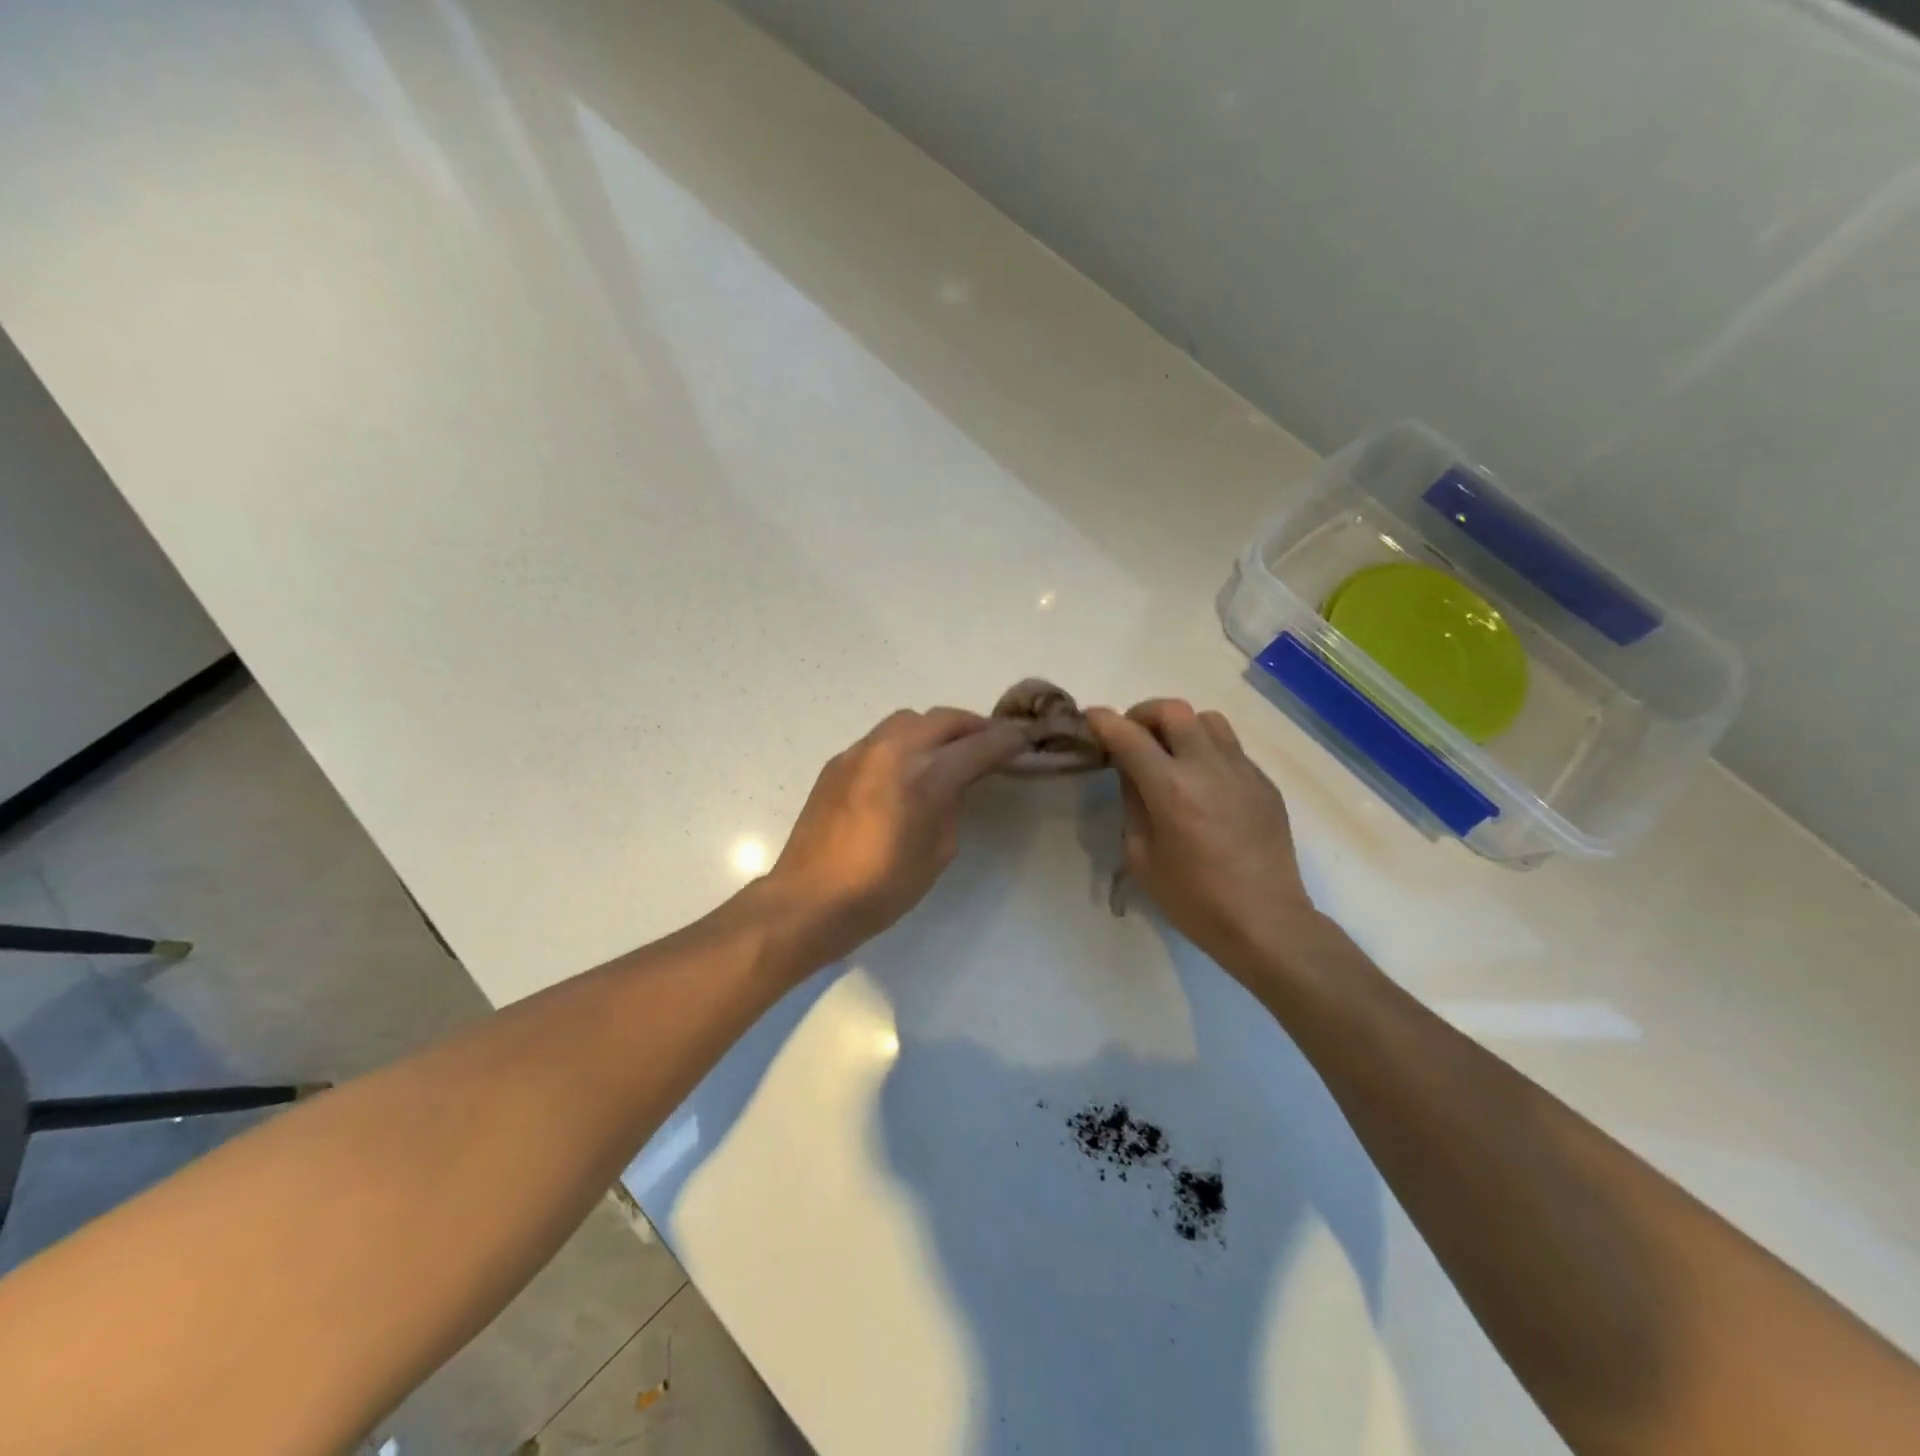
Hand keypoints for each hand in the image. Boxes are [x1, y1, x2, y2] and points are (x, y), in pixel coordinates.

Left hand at [765, 708, 1026, 965]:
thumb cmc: (882, 888)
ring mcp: (860, 751)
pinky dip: (905, 742)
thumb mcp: (938, 851)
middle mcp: (892, 750)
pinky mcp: (837, 762)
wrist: (810, 899)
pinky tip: (905, 770)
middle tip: (990, 743)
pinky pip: (881, 737)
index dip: (1006, 741)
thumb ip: (953, 805)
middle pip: (944, 719)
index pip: (977, 745)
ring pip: (909, 719)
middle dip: (973, 727)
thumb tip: (955, 781)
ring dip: (936, 729)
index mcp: (923, 776)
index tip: (1024, 740)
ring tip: (947, 753)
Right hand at [1087, 699, 1323, 979]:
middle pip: (1173, 710)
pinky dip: (1208, 750)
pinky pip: (1231, 747)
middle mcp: (1207, 767)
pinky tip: (1203, 783)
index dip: (1103, 722)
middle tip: (1132, 736)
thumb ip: (1132, 805)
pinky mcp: (1264, 783)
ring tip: (1171, 753)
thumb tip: (1131, 772)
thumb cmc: (1194, 899)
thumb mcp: (1141, 857)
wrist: (1266, 922)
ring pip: (1208, 720)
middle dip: (1143, 714)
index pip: (1129, 736)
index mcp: (1170, 788)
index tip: (1090, 717)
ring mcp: (1242, 771)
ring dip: (1181, 726)